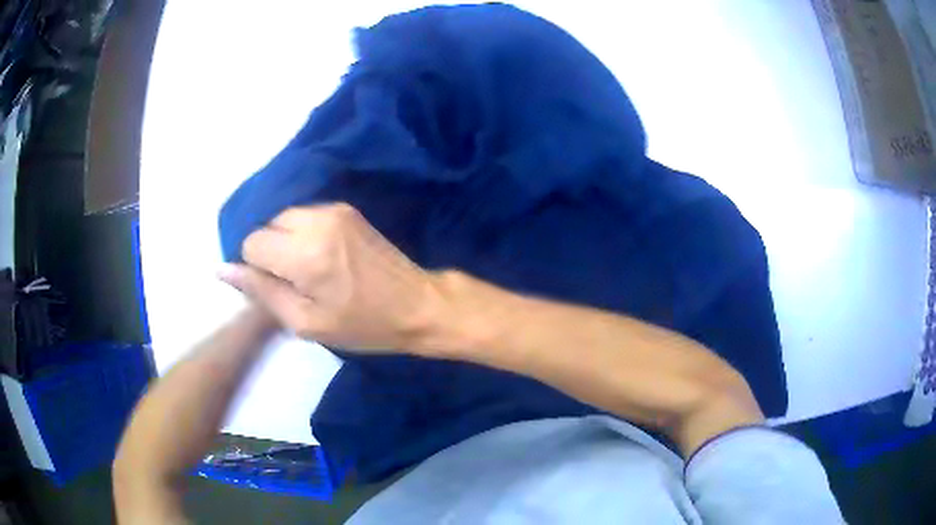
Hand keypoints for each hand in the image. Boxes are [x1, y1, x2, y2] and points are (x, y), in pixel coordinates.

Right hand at [219, 203, 443, 351]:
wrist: (418, 304)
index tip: (278, 287)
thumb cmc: (363, 324)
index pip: (251, 243)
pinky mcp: (346, 208)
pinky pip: (305, 215)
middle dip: (271, 252)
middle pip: (266, 225)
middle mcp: (317, 220)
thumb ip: (262, 292)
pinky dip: (303, 233)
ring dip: (286, 242)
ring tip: (311, 270)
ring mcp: (334, 209)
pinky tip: (323, 256)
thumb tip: (223, 270)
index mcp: (305, 253)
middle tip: (295, 282)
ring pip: (284, 218)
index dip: (257, 268)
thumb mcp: (306, 322)